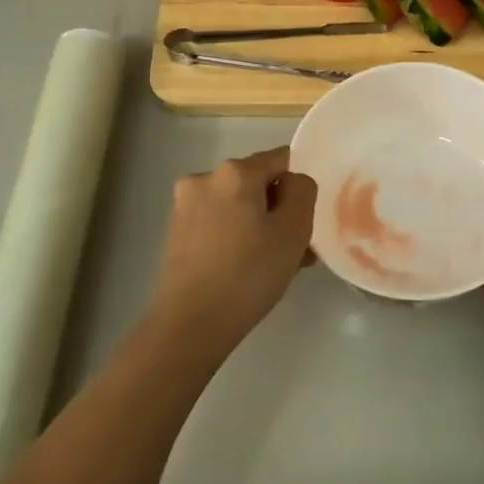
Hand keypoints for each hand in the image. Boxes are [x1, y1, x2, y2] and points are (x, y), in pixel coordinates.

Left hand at [147, 147, 316, 357]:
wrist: (190, 324)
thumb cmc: (249, 273)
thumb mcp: (294, 229)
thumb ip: (302, 191)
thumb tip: (292, 182)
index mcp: (235, 171)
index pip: (282, 159)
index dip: (299, 187)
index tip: (306, 221)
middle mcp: (205, 178)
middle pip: (258, 183)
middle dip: (279, 210)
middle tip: (297, 249)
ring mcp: (186, 205)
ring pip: (239, 206)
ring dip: (260, 226)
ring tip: (276, 266)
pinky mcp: (177, 232)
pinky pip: (219, 223)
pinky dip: (238, 238)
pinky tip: (249, 270)